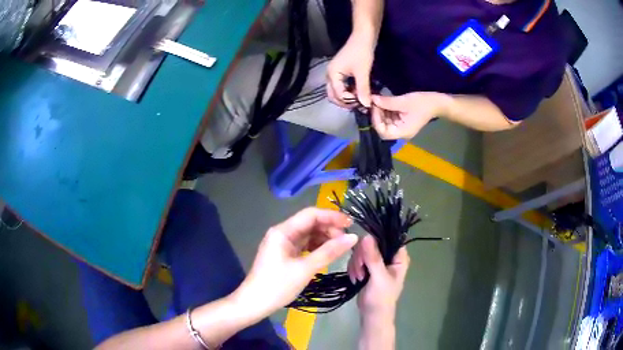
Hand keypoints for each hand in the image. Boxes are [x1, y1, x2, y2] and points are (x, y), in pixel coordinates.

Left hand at [233, 208, 357, 318]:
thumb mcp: (305, 269)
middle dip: (329, 229)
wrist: (254, 303)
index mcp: (283, 231)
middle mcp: (282, 233)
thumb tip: (353, 237)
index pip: (311, 215)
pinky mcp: (284, 254)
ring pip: (308, 234)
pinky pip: (303, 245)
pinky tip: (327, 254)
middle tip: (347, 241)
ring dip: (324, 239)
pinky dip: (316, 248)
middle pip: (309, 223)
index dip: (332, 217)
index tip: (351, 224)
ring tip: (340, 248)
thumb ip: (329, 252)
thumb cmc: (278, 286)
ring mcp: (282, 244)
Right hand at [327, 34, 374, 107]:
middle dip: (345, 102)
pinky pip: (341, 86)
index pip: (338, 95)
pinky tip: (358, 91)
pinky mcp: (339, 72)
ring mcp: (334, 73)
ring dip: (347, 97)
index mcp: (332, 74)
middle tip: (360, 104)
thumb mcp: (363, 72)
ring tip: (360, 99)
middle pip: (333, 95)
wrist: (363, 37)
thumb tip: (366, 106)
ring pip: (337, 91)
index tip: (363, 104)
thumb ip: (363, 90)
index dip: (350, 101)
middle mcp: (329, 75)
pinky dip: (348, 91)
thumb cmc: (362, 53)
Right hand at [347, 235, 409, 321]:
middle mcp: (389, 256)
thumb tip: (366, 236)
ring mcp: (377, 261)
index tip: (364, 250)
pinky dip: (353, 268)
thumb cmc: (381, 298)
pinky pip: (356, 259)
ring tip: (358, 277)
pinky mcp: (367, 267)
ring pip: (362, 251)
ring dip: (356, 264)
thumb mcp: (379, 277)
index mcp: (398, 256)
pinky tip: (355, 278)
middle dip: (362, 256)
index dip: (375, 239)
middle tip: (360, 270)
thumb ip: (373, 257)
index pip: (388, 237)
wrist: (372, 315)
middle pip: (371, 243)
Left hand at [371, 92, 452, 139]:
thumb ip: (387, 102)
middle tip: (373, 102)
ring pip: (385, 121)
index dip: (376, 120)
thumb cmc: (423, 103)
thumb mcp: (404, 101)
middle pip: (383, 127)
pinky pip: (390, 117)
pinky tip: (382, 100)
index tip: (373, 107)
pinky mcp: (402, 120)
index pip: (383, 132)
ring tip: (376, 99)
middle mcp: (400, 132)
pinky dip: (385, 109)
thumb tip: (372, 99)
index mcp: (402, 132)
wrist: (438, 102)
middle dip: (376, 115)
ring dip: (380, 111)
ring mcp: (401, 126)